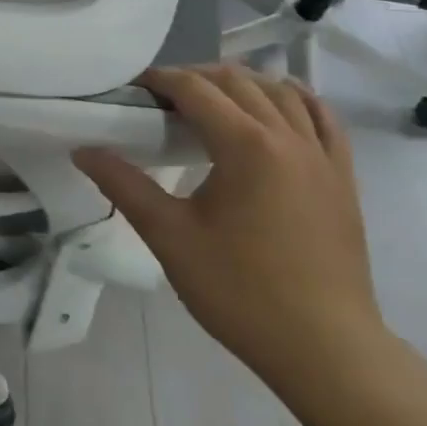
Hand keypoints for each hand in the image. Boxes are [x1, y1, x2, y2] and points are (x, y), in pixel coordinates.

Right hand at [76, 64, 383, 384]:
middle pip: (239, 82)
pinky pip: (323, 119)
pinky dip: (296, 100)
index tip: (132, 87)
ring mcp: (323, 157)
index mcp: (246, 146)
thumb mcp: (170, 237)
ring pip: (282, 93)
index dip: (160, 80)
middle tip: (161, 96)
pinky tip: (280, 101)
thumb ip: (124, 186)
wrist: (326, 349)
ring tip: (210, 97)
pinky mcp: (343, 179)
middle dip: (196, 77)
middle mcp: (288, 138)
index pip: (196, 90)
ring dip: (242, 83)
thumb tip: (83, 151)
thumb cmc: (240, 291)